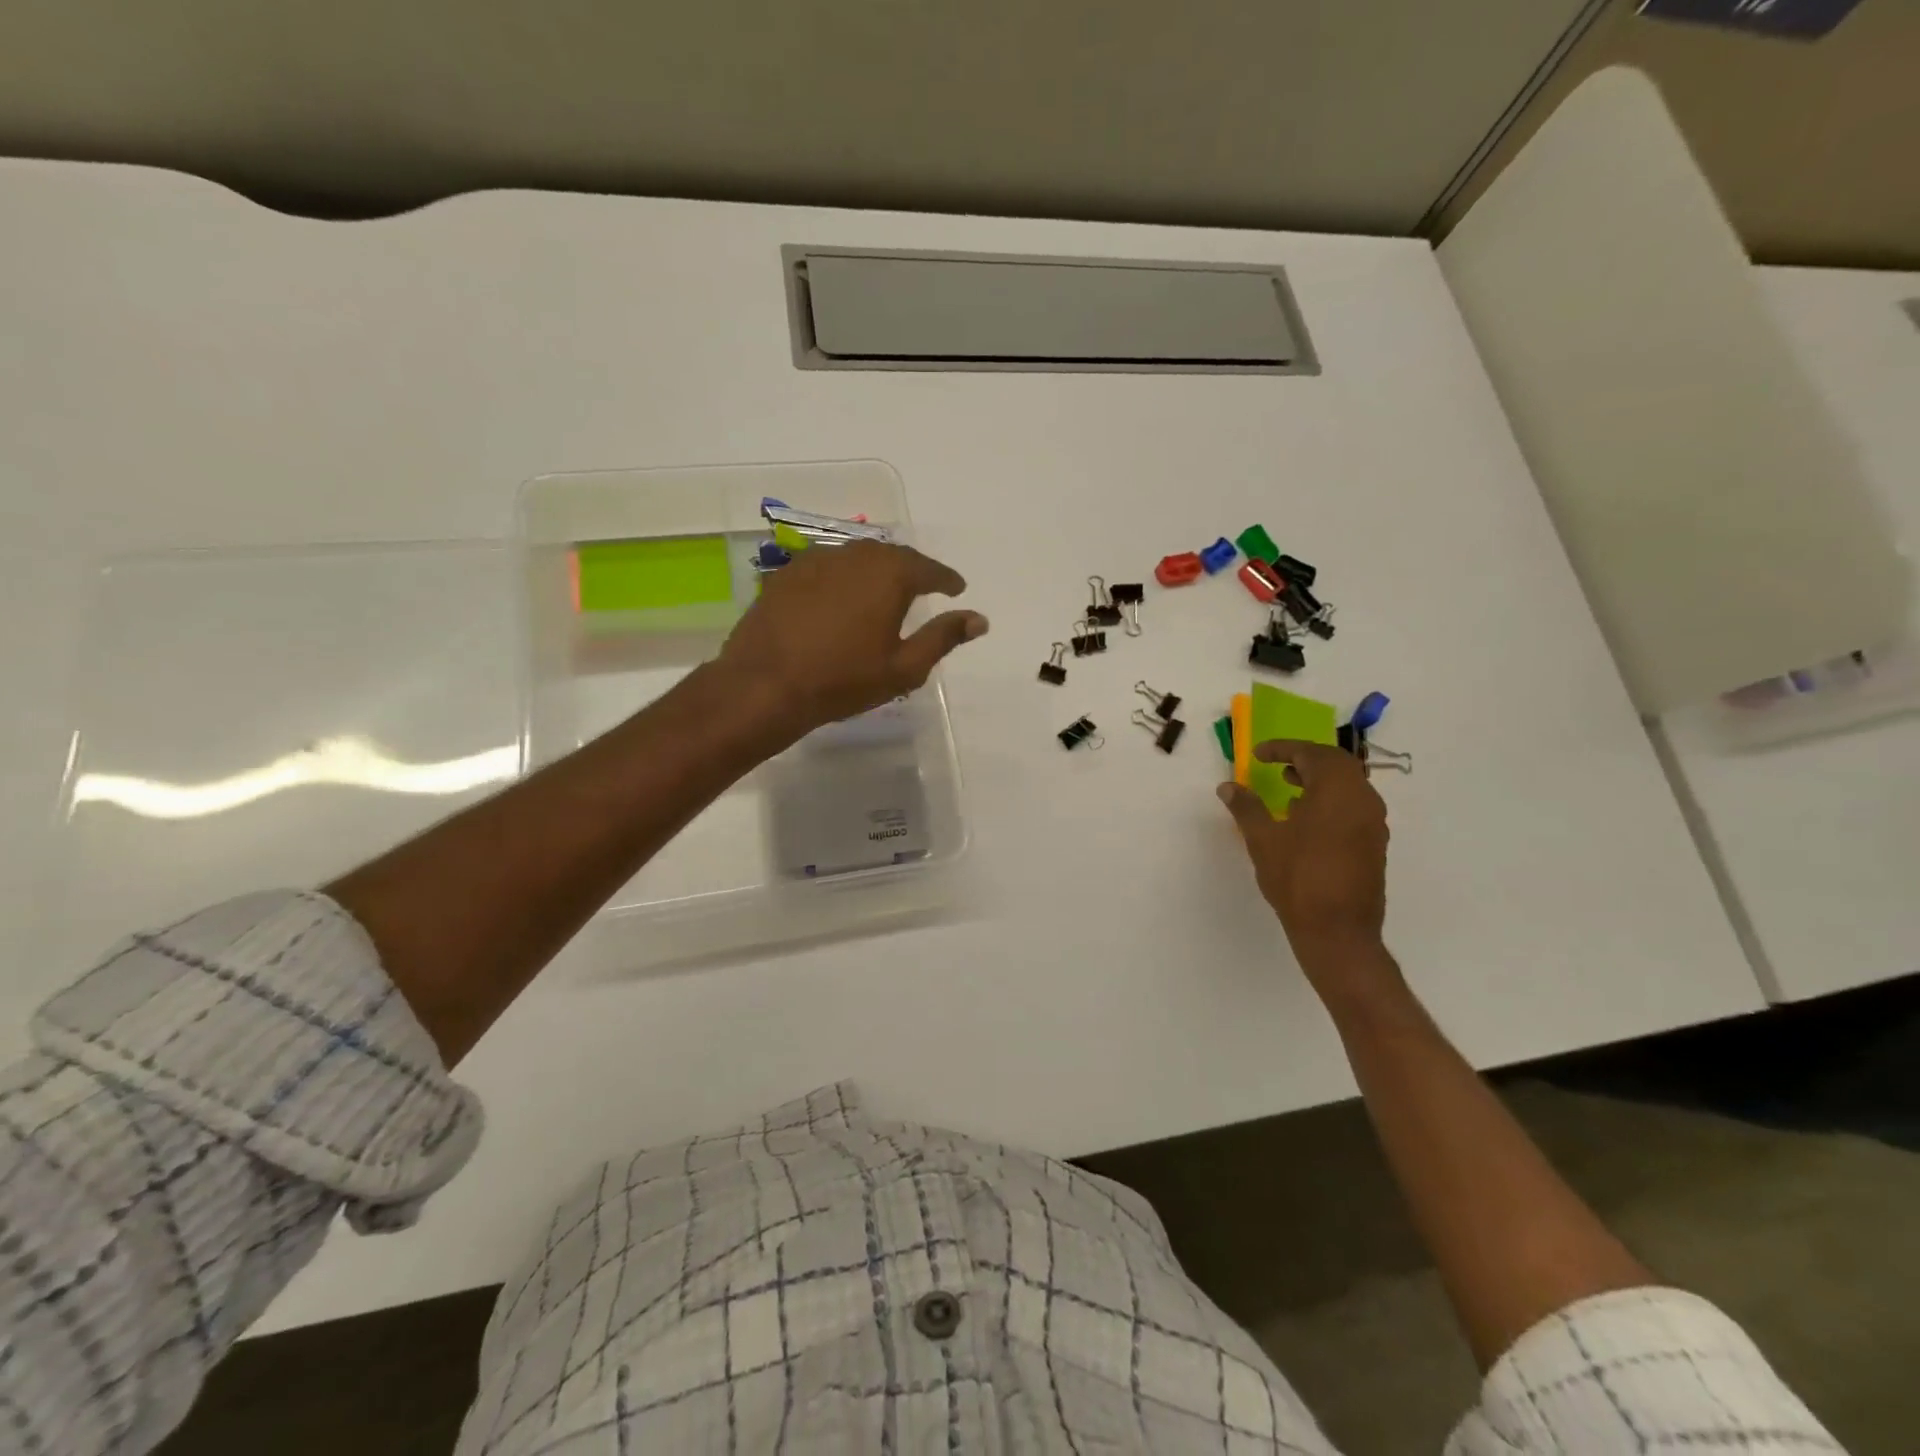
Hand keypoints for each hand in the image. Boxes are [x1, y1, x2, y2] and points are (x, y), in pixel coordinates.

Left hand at [714, 540, 987, 740]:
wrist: (765, 684)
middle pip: (893, 556)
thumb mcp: (904, 667)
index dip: (946, 579)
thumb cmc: (843, 679)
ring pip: (858, 558)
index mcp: (890, 574)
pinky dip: (844, 577)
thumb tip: (979, 619)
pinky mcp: (787, 574)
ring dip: (877, 571)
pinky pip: (828, 567)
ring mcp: (817, 560)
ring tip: (884, 591)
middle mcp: (855, 556)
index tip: (956, 588)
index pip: (929, 569)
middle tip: (923, 587)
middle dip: (912, 570)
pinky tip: (842, 597)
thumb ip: (943, 637)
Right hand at [1218, 740, 1391, 985]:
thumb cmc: (1297, 878)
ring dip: (1319, 779)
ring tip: (1289, 788)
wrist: (1337, 931)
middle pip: (1336, 763)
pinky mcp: (1374, 843)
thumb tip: (1228, 786)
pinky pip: (1353, 806)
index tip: (1258, 754)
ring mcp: (1373, 822)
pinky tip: (1306, 819)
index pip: (1311, 753)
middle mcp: (1362, 799)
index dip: (1282, 749)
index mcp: (1337, 790)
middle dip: (1305, 759)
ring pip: (1348, 785)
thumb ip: (1246, 807)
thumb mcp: (1263, 839)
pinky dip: (1330, 800)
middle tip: (1277, 765)